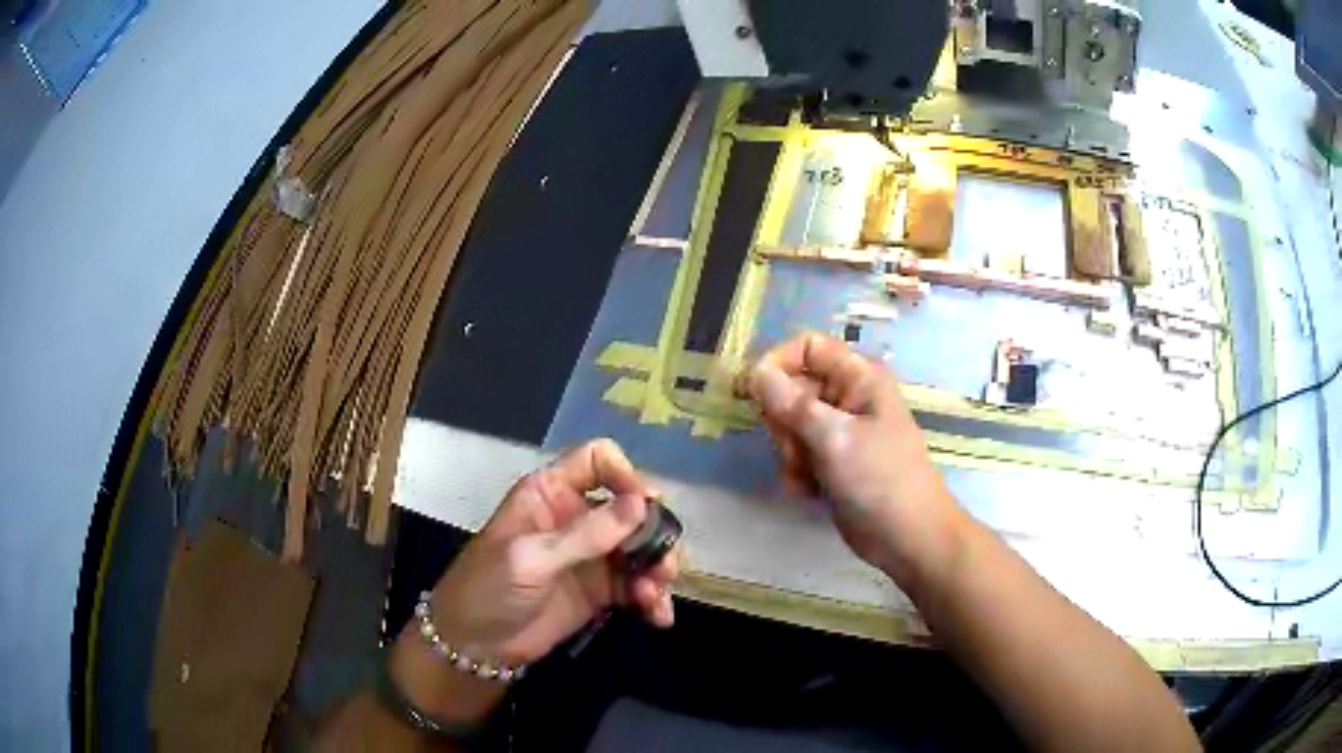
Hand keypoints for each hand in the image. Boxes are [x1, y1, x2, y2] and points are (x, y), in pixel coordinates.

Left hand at [392, 439, 678, 721]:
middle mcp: (575, 516)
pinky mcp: (600, 590)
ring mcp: (590, 555)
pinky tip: (658, 616)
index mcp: (549, 493)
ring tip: (655, 597)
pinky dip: (653, 598)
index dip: (626, 475)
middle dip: (653, 534)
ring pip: (640, 548)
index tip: (647, 506)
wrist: (473, 646)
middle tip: (664, 565)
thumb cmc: (488, 589)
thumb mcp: (531, 558)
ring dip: (658, 569)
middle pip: (630, 507)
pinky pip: (638, 585)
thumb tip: (643, 503)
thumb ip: (587, 534)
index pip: (597, 461)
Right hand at [748, 332, 963, 585]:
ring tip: (807, 473)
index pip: (807, 347)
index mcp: (858, 377)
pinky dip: (797, 471)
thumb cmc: (881, 479)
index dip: (778, 363)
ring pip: (790, 424)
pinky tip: (810, 490)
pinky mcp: (832, 460)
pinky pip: (798, 452)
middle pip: (792, 387)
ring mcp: (840, 430)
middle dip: (783, 420)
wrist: (907, 537)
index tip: (753, 393)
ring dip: (789, 451)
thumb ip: (792, 404)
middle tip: (795, 446)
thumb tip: (755, 372)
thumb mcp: (836, 438)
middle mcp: (847, 397)